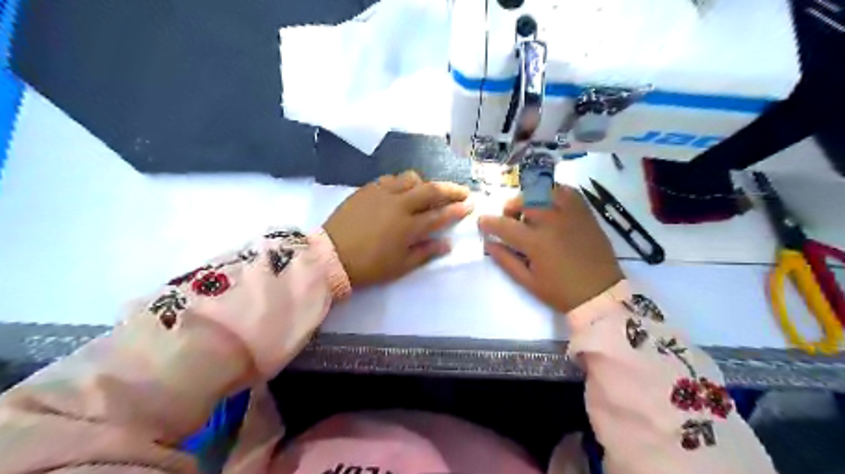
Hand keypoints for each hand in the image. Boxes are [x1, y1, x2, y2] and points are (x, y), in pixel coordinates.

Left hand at [324, 170, 472, 285]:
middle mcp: (399, 204)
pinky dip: (402, 182)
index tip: (471, 204)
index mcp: (408, 226)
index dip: (458, 209)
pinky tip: (401, 191)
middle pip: (431, 190)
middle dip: (451, 189)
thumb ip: (426, 253)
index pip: (440, 214)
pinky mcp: (367, 189)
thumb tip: (448, 244)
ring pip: (411, 178)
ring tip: (428, 192)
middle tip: (462, 191)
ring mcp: (382, 193)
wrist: (330, 255)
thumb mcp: (400, 266)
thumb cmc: (368, 266)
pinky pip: (390, 179)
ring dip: (425, 183)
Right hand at [478, 185, 621, 313]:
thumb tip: (489, 243)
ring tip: (530, 211)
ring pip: (542, 192)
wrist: (601, 293)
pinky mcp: (584, 212)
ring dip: (529, 198)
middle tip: (510, 220)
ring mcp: (570, 214)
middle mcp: (551, 222)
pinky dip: (553, 192)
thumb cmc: (561, 292)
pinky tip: (549, 203)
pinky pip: (566, 191)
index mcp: (535, 242)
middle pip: (522, 202)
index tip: (482, 222)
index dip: (488, 222)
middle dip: (509, 209)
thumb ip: (506, 260)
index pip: (504, 225)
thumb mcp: (528, 282)